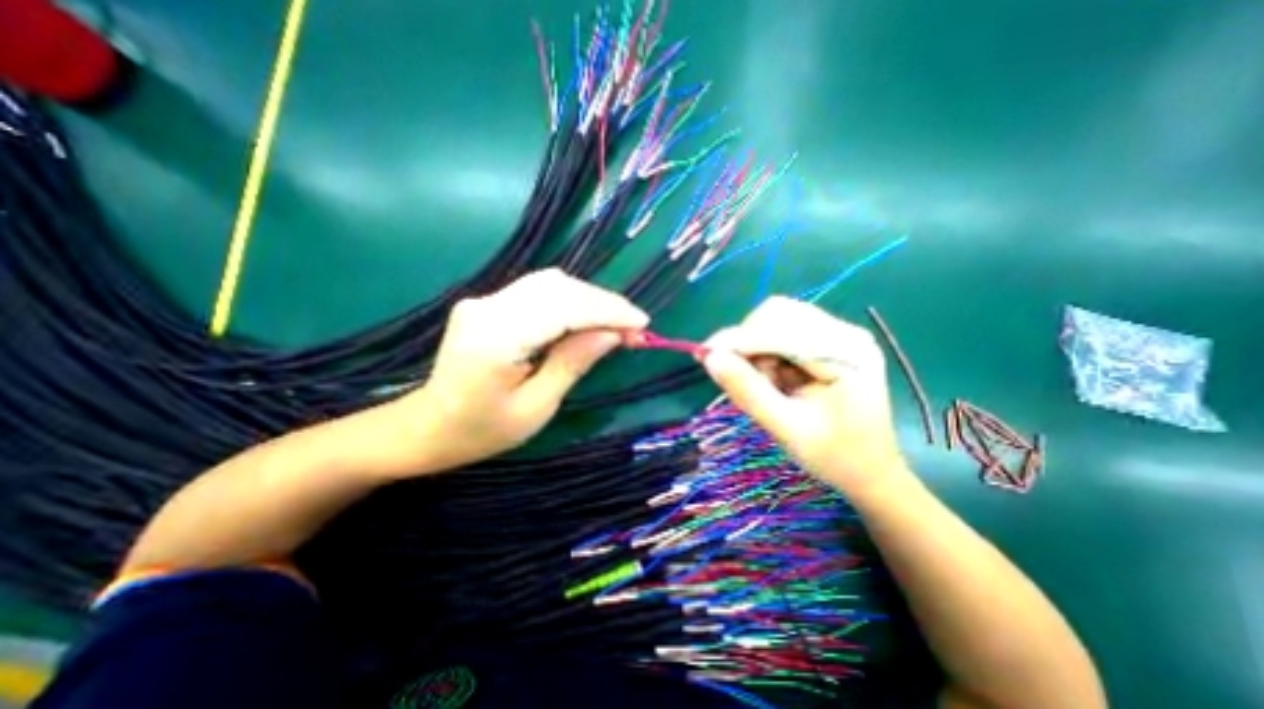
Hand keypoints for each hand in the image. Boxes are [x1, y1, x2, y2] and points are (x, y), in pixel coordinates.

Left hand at [398, 268, 646, 474]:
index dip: (607, 311)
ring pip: (551, 284)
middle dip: (603, 303)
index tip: (641, 323)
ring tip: (617, 322)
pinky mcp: (489, 303)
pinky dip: (571, 301)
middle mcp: (487, 308)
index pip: (563, 308)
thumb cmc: (482, 430)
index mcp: (495, 339)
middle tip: (634, 325)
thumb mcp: (536, 408)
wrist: (428, 426)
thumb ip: (573, 363)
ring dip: (590, 299)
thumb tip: (612, 334)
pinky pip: (540, 292)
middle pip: (558, 287)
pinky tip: (588, 317)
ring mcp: (484, 301)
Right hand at [702, 297, 907, 494]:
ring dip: (756, 349)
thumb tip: (710, 358)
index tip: (704, 356)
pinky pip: (782, 334)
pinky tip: (772, 380)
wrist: (870, 472)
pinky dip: (765, 354)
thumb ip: (748, 391)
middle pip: (779, 314)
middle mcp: (845, 334)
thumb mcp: (787, 428)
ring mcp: (837, 336)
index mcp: (847, 354)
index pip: (782, 327)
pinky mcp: (827, 343)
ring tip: (761, 384)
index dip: (739, 339)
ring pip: (777, 321)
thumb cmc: (835, 457)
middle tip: (734, 374)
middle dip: (748, 342)